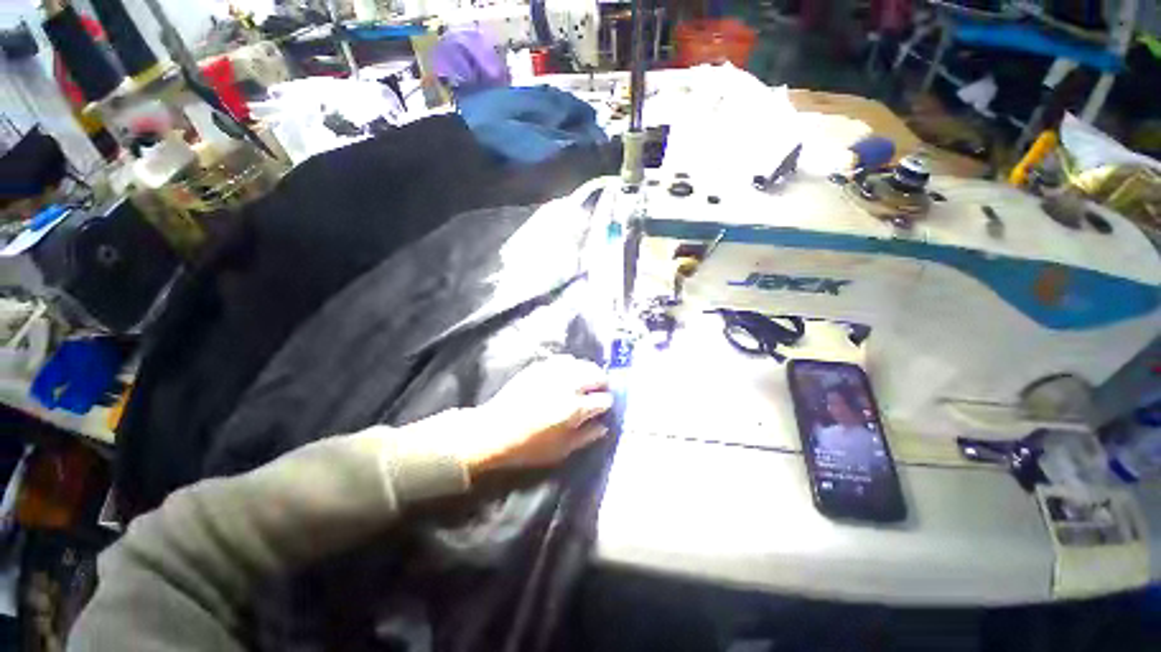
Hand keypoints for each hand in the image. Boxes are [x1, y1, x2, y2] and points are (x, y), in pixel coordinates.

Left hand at [462, 355, 612, 476]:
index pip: (604, 399)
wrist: (494, 431)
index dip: (607, 404)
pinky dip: (572, 366)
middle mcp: (568, 385)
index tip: (604, 408)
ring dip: (589, 372)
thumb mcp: (562, 450)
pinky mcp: (541, 366)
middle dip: (602, 383)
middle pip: (598, 374)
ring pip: (582, 363)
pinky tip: (568, 374)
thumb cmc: (529, 447)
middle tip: (598, 392)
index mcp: (575, 408)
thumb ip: (586, 436)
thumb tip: (604, 426)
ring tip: (585, 382)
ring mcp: (554, 372)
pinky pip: (564, 360)